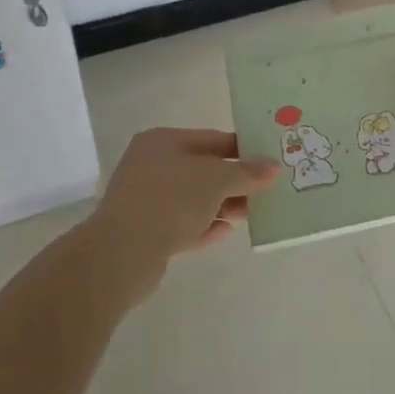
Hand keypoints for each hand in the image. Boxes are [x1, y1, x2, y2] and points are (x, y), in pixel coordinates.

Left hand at [82, 128, 277, 301]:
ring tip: (251, 214)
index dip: (242, 149)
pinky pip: (182, 224)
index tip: (268, 161)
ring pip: (193, 198)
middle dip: (234, 181)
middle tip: (265, 191)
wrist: (121, 254)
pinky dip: (204, 226)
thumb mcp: (217, 180)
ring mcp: (145, 199)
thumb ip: (246, 172)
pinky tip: (226, 232)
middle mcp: (151, 165)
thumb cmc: (171, 200)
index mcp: (163, 141)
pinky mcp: (145, 231)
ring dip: (222, 205)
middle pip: (203, 170)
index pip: (212, 139)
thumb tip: (273, 167)